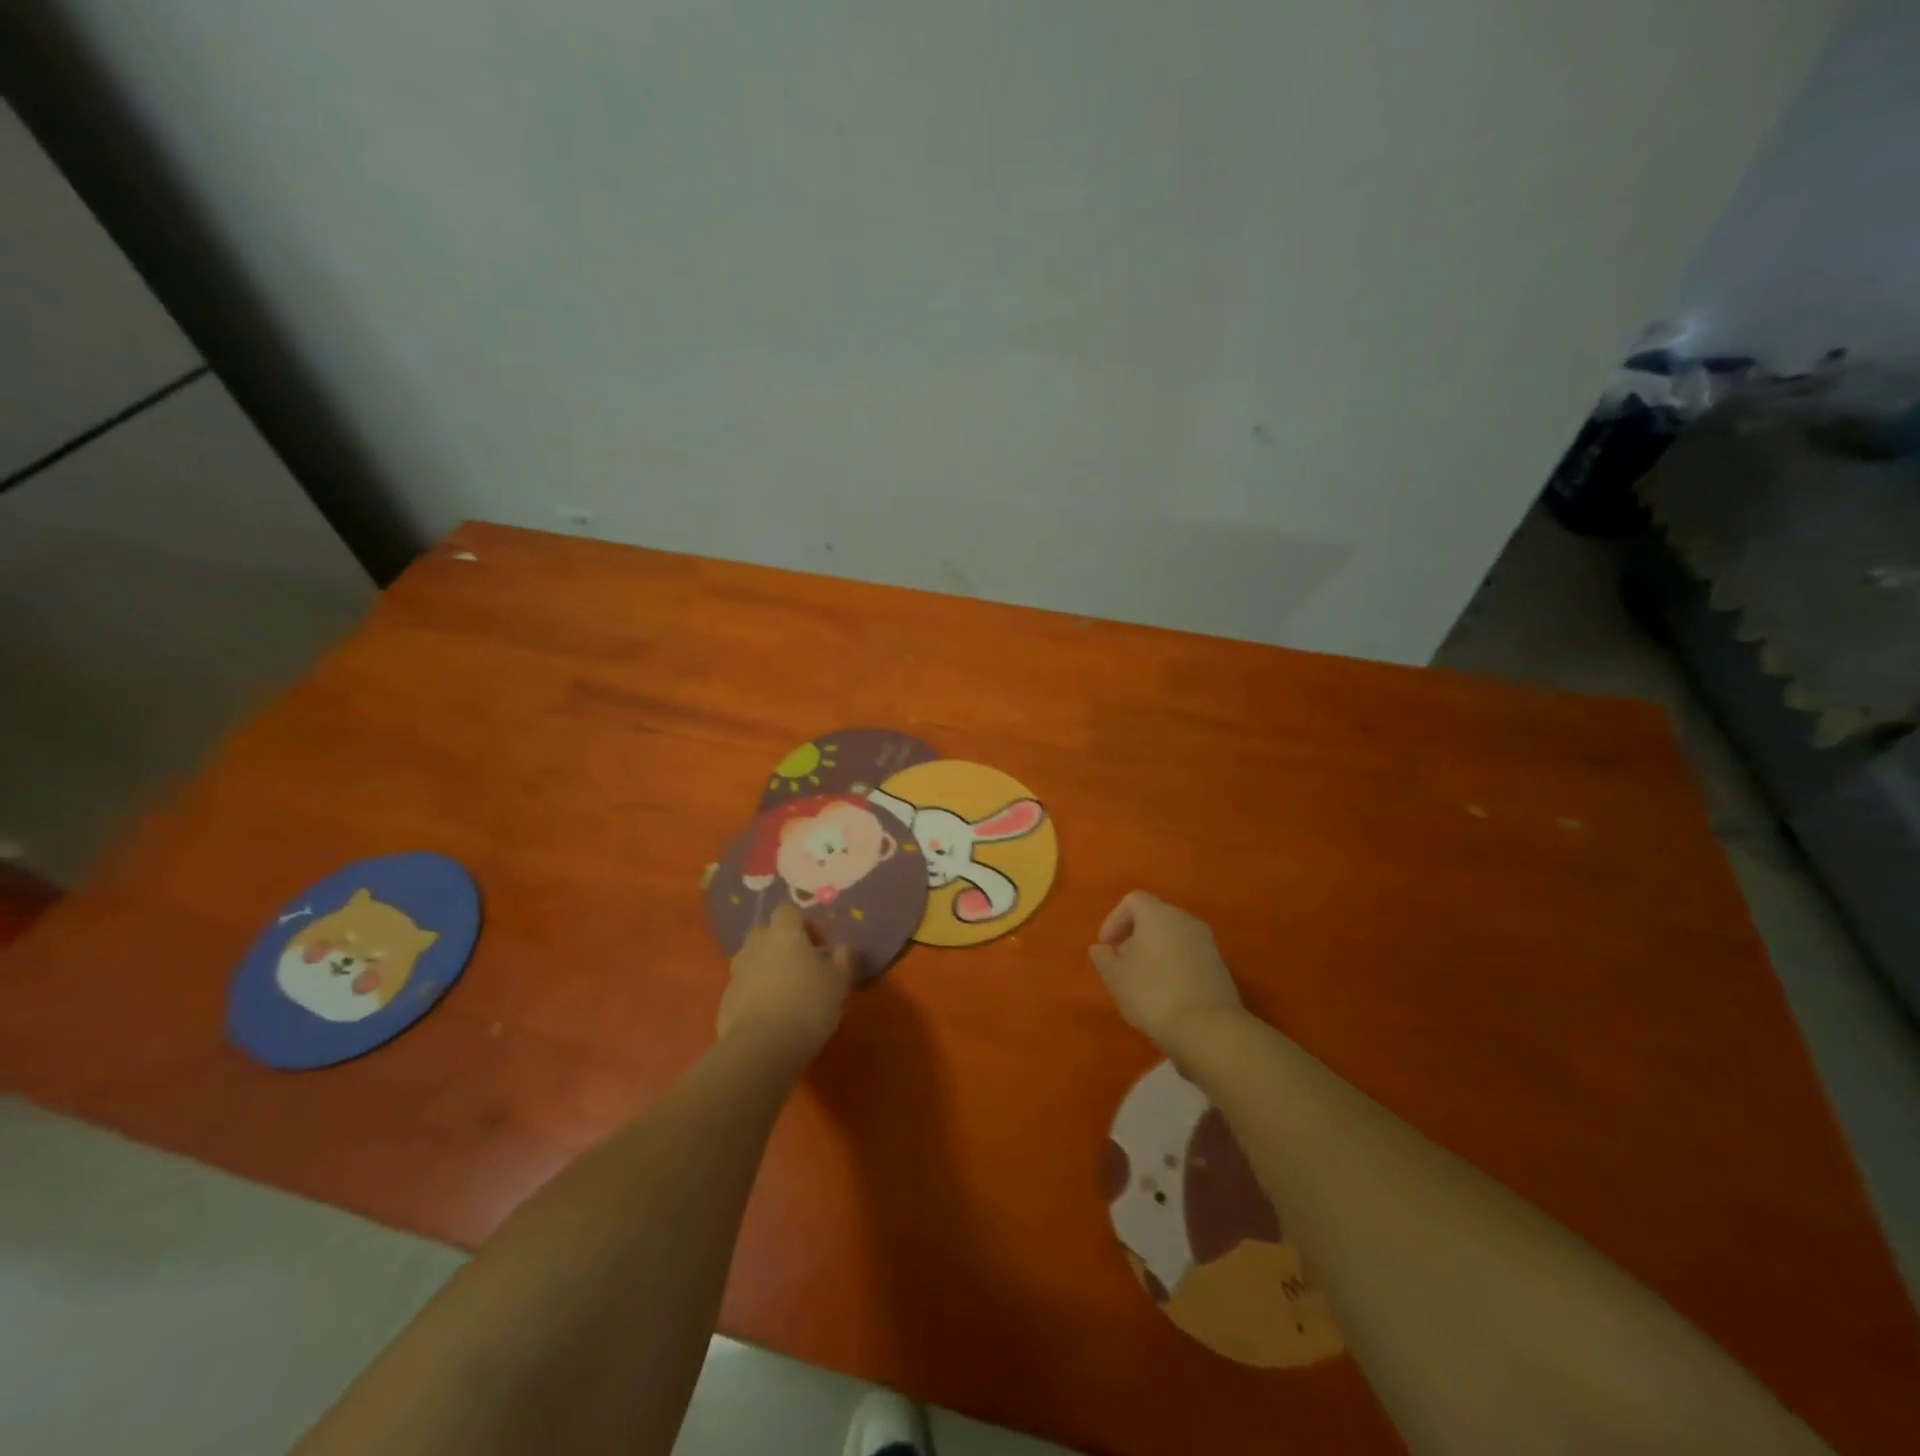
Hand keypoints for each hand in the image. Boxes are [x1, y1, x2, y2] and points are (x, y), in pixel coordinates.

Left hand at [719, 905, 855, 1064]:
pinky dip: (755, 995)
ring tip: (786, 993)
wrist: (761, 1048)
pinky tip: (771, 1017)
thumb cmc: (807, 1005)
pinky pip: (743, 988)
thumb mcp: (839, 982)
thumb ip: (843, 960)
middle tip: (802, 967)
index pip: (788, 911)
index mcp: (784, 934)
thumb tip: (842, 948)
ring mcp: (736, 974)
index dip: (805, 924)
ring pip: (752, 960)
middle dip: (782, 945)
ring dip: (767, 969)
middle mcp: (756, 946)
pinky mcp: (725, 1002)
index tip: (820, 946)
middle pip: (766, 933)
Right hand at [1089, 891, 1244, 1053]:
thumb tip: (1101, 948)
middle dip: (1135, 935)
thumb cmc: (1152, 994)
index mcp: (1158, 914)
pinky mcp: (1220, 965)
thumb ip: (1104, 958)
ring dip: (1155, 950)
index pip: (1132, 901)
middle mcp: (1185, 920)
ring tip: (1143, 979)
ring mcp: (1207, 942)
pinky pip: (1189, 954)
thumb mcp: (1116, 977)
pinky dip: (1174, 964)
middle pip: (1155, 916)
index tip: (1106, 946)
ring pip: (1173, 936)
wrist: (1208, 1028)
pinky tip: (1166, 991)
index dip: (1114, 919)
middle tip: (1122, 962)